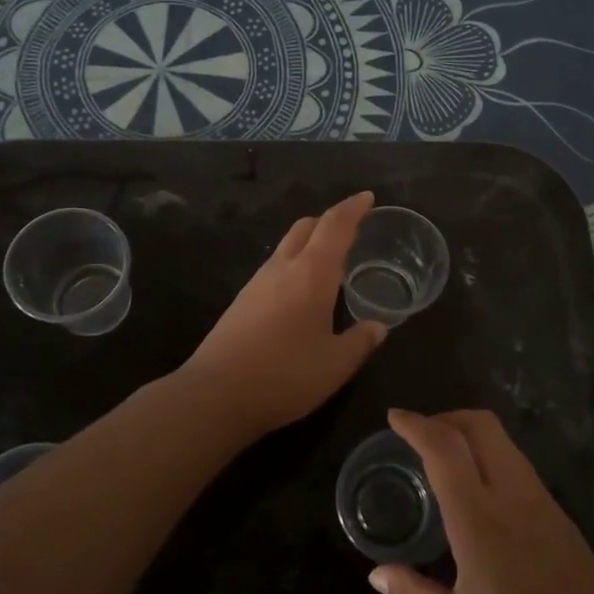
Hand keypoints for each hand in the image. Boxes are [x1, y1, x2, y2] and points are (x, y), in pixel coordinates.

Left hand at [179, 192, 386, 439]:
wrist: (215, 395)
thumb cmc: (285, 376)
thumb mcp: (335, 365)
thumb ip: (360, 341)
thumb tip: (378, 327)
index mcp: (311, 274)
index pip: (335, 226)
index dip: (353, 208)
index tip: (367, 198)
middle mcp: (282, 269)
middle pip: (305, 227)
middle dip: (329, 221)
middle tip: (351, 231)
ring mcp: (256, 284)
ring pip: (286, 247)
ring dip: (309, 244)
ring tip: (330, 264)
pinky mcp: (241, 302)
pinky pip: (273, 269)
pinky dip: (293, 266)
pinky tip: (301, 294)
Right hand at [372, 409, 593, 593]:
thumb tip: (377, 573)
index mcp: (479, 520)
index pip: (444, 449)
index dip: (416, 425)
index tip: (394, 417)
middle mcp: (512, 497)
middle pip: (481, 426)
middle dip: (446, 417)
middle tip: (419, 435)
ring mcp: (542, 503)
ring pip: (503, 443)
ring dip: (470, 435)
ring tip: (444, 459)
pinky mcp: (560, 516)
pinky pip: (519, 466)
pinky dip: (491, 457)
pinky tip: (479, 491)